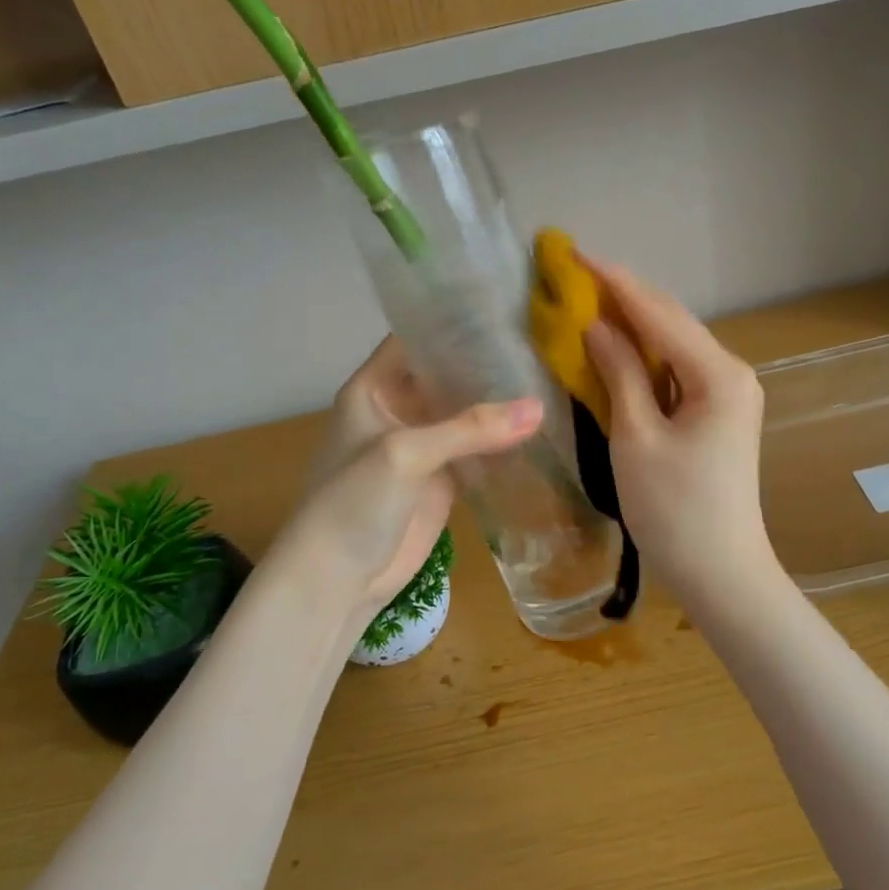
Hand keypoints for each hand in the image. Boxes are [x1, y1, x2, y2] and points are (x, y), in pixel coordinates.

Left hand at [286, 338, 541, 616]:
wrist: (337, 580)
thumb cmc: (353, 503)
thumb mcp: (405, 454)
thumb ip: (470, 429)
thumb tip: (540, 408)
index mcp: (374, 388)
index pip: (416, 339)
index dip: (454, 323)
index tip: (506, 309)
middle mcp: (399, 409)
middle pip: (447, 375)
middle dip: (487, 363)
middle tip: (543, 343)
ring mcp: (423, 446)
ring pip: (466, 414)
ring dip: (499, 403)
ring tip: (551, 377)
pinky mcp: (442, 480)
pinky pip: (477, 451)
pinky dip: (503, 442)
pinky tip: (542, 428)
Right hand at [581, 259, 777, 605]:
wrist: (720, 572)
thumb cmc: (674, 509)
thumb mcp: (636, 437)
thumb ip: (618, 373)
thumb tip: (595, 325)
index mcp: (717, 374)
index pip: (658, 313)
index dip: (614, 282)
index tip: (574, 253)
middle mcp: (730, 372)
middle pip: (671, 321)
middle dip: (623, 296)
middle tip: (574, 272)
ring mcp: (728, 393)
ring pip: (673, 343)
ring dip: (633, 322)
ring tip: (587, 298)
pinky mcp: (717, 412)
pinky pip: (676, 370)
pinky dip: (644, 355)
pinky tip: (616, 344)